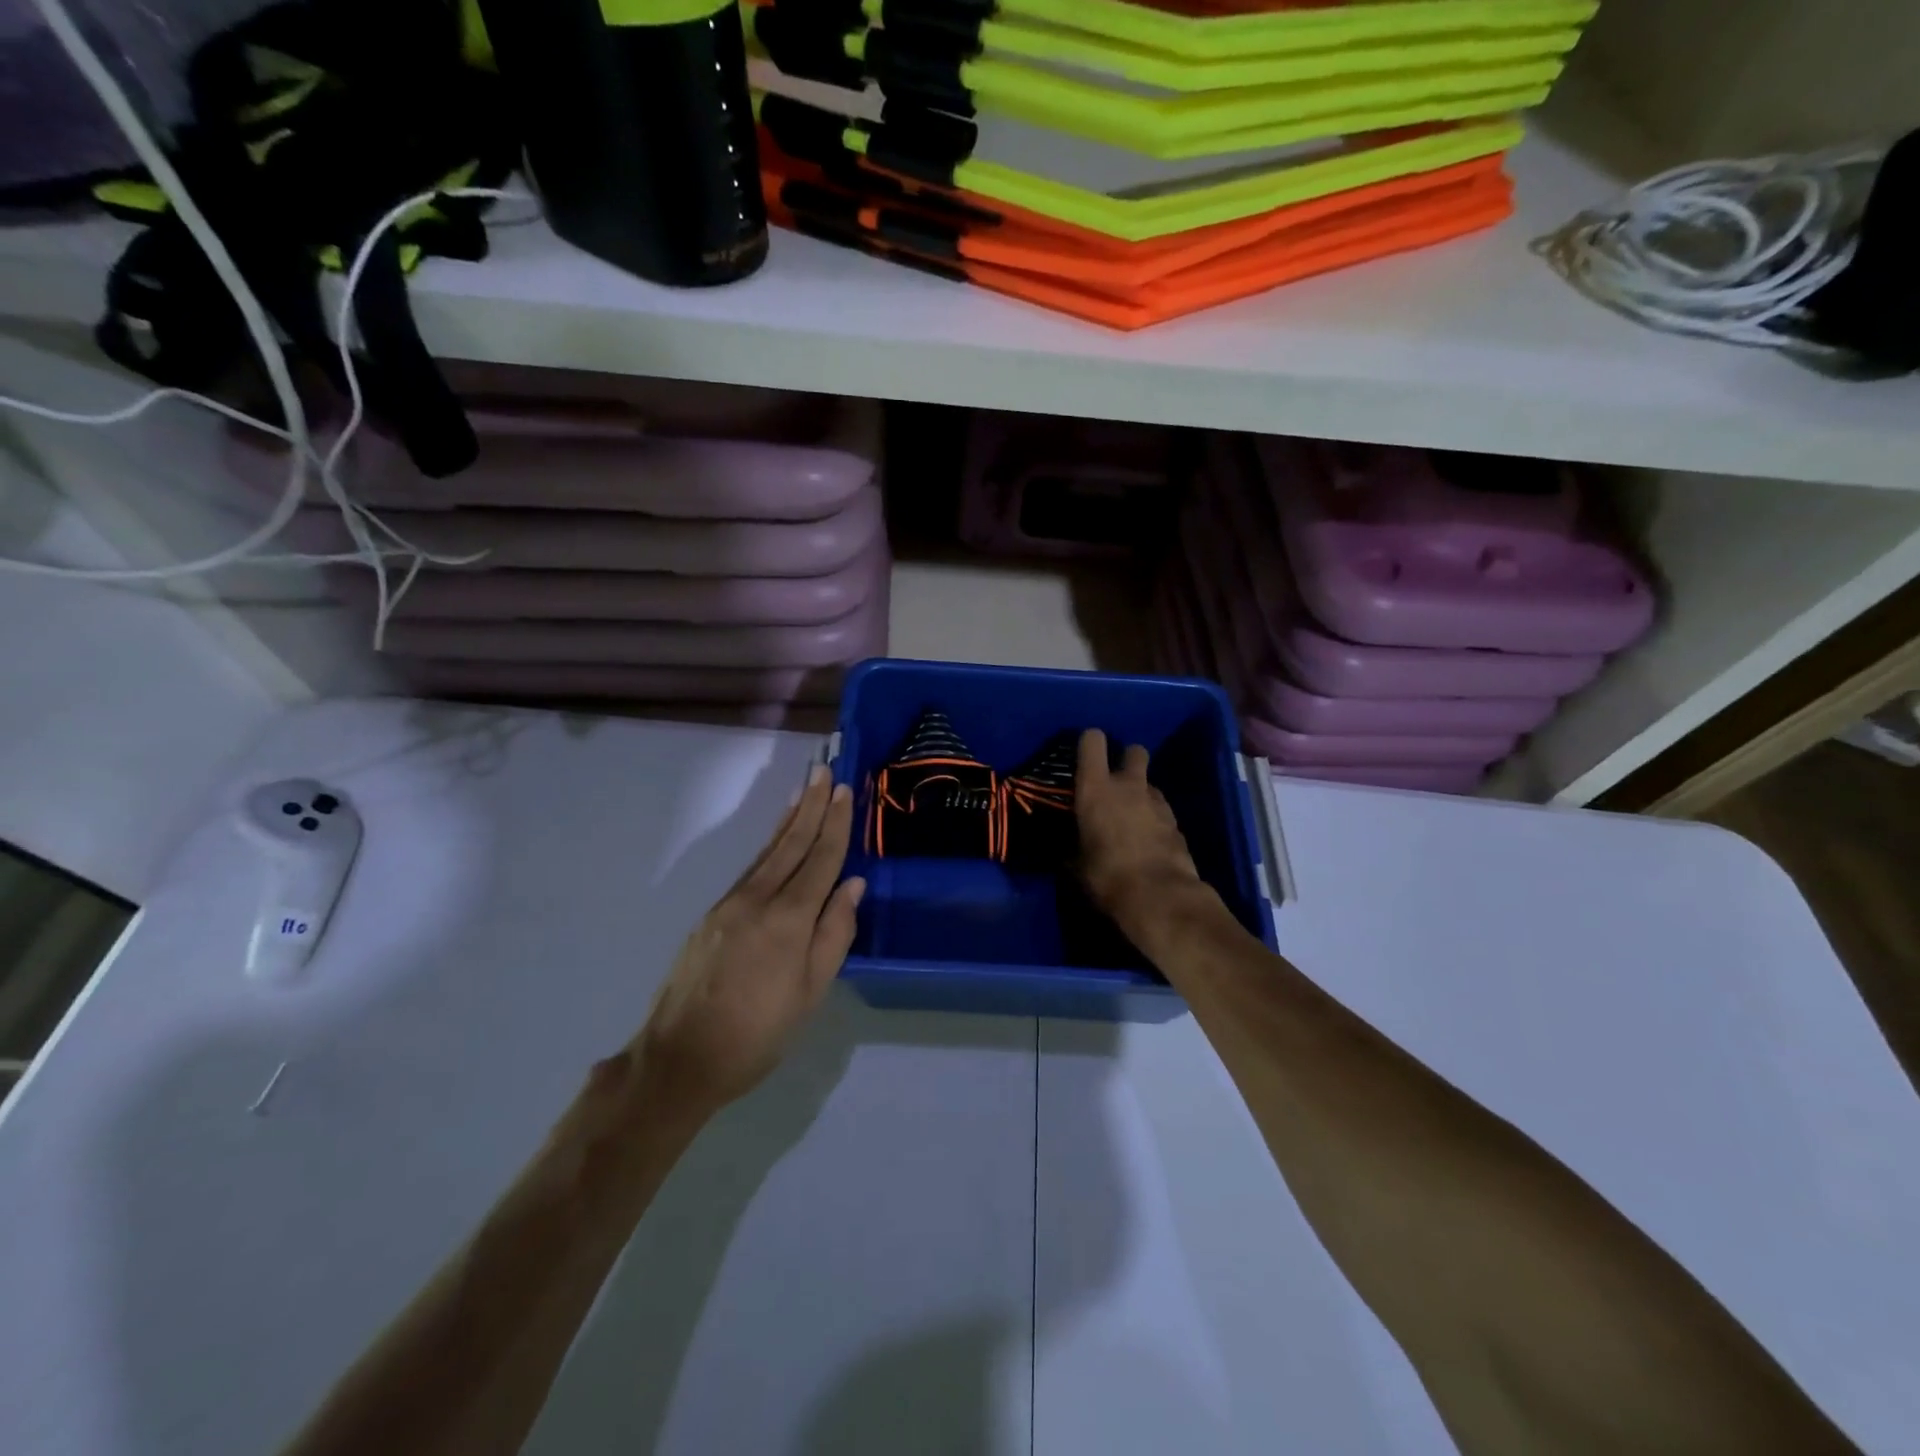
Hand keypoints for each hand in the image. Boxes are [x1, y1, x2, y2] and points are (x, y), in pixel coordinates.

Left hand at [633, 765, 863, 1123]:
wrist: (679, 1058)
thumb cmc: (758, 1033)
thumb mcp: (810, 993)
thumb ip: (834, 934)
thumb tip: (852, 885)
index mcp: (789, 920)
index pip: (821, 860)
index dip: (836, 824)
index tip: (846, 791)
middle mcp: (758, 900)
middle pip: (792, 844)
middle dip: (812, 807)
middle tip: (826, 772)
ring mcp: (730, 904)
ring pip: (768, 853)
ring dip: (790, 819)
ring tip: (804, 791)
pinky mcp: (712, 915)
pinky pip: (750, 869)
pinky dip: (769, 847)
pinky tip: (777, 840)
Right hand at [1075, 729, 1209, 943]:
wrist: (1160, 898)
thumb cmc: (1106, 876)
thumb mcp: (1075, 864)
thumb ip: (1071, 846)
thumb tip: (1067, 848)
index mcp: (1096, 788)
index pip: (1092, 741)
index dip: (1089, 743)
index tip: (1083, 756)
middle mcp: (1129, 786)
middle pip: (1134, 751)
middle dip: (1126, 760)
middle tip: (1115, 782)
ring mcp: (1158, 802)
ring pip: (1150, 783)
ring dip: (1141, 793)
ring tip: (1131, 818)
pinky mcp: (1177, 823)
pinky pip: (1162, 810)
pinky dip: (1155, 819)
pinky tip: (1148, 840)